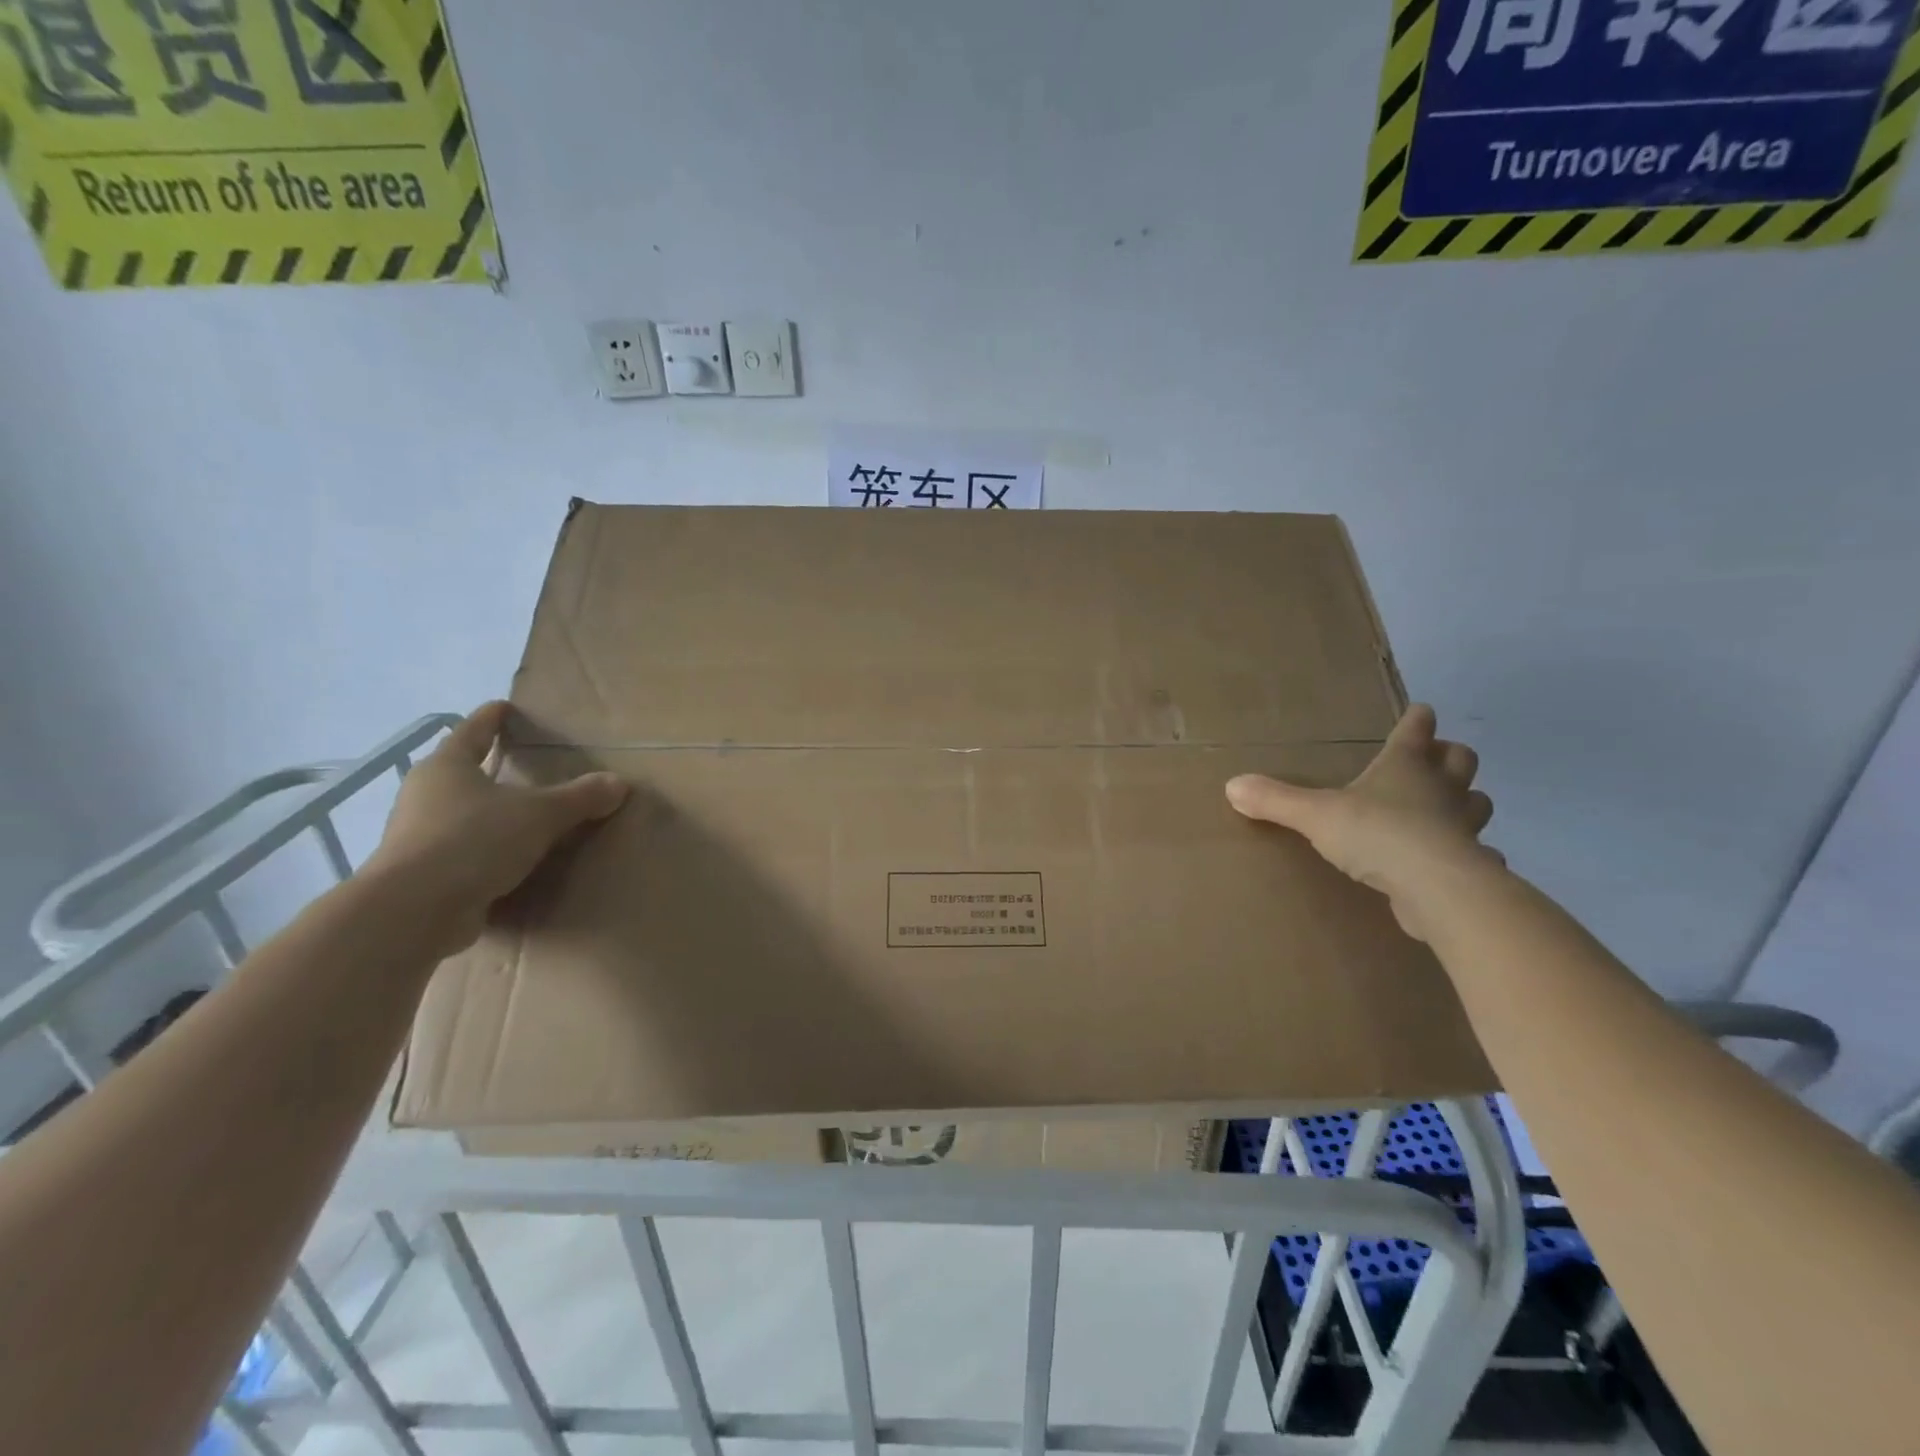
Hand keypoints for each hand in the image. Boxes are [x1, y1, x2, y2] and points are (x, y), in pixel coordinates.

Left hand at [365, 701, 628, 953]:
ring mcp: (417, 835)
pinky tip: (511, 861)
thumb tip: (619, 783)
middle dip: (489, 768)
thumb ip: (580, 798)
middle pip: (461, 772)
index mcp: (447, 767)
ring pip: (460, 814)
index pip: (473, 730)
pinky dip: (485, 851)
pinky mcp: (421, 874)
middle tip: (524, 765)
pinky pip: (462, 852)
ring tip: (524, 817)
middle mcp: (425, 795)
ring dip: (488, 814)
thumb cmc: (473, 841)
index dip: (492, 718)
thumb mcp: (540, 815)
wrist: (413, 911)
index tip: (506, 707)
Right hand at [1225, 705, 1495, 939]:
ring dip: (1466, 801)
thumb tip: (1232, 785)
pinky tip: (1456, 861)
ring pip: (1476, 803)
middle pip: (1459, 759)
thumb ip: (1276, 800)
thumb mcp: (1315, 815)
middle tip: (1435, 759)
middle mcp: (1440, 789)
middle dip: (1449, 756)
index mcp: (1405, 767)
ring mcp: (1462, 827)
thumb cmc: (1376, 834)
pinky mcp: (1470, 865)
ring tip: (1447, 808)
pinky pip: (1478, 853)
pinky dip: (1471, 854)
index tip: (1420, 711)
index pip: (1415, 731)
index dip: (1416, 720)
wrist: (1434, 887)